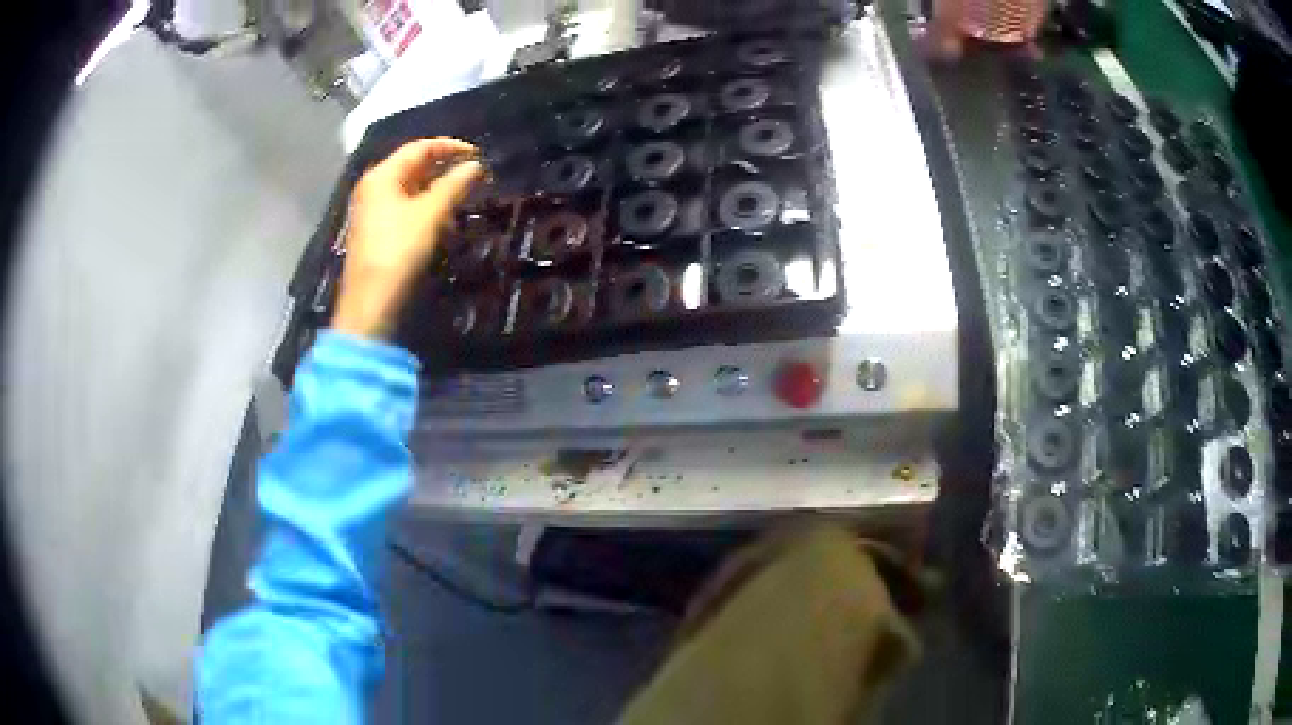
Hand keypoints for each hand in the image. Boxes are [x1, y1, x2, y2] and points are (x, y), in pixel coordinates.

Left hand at [331, 138, 485, 338]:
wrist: (371, 302)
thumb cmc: (398, 251)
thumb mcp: (430, 214)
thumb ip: (454, 185)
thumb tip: (476, 165)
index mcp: (382, 176)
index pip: (420, 148)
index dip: (450, 147)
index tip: (478, 155)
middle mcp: (374, 187)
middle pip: (413, 166)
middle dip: (444, 168)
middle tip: (474, 175)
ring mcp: (373, 210)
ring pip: (410, 189)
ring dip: (437, 189)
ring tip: (464, 196)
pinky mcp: (377, 232)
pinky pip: (405, 208)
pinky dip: (426, 207)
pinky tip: (444, 219)